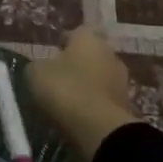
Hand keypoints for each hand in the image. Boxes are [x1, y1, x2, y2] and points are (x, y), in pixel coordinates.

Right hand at [26, 27, 137, 161]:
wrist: (100, 129)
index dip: (64, 42)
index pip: (77, 32)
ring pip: (100, 77)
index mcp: (89, 39)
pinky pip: (105, 99)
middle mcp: (110, 54)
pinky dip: (94, 103)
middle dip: (78, 63)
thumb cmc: (65, 89)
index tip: (53, 53)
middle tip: (59, 76)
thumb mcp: (36, 73)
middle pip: (92, 54)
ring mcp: (122, 81)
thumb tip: (40, 67)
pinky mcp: (126, 106)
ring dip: (88, 84)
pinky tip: (80, 114)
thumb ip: (37, 66)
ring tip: (68, 98)